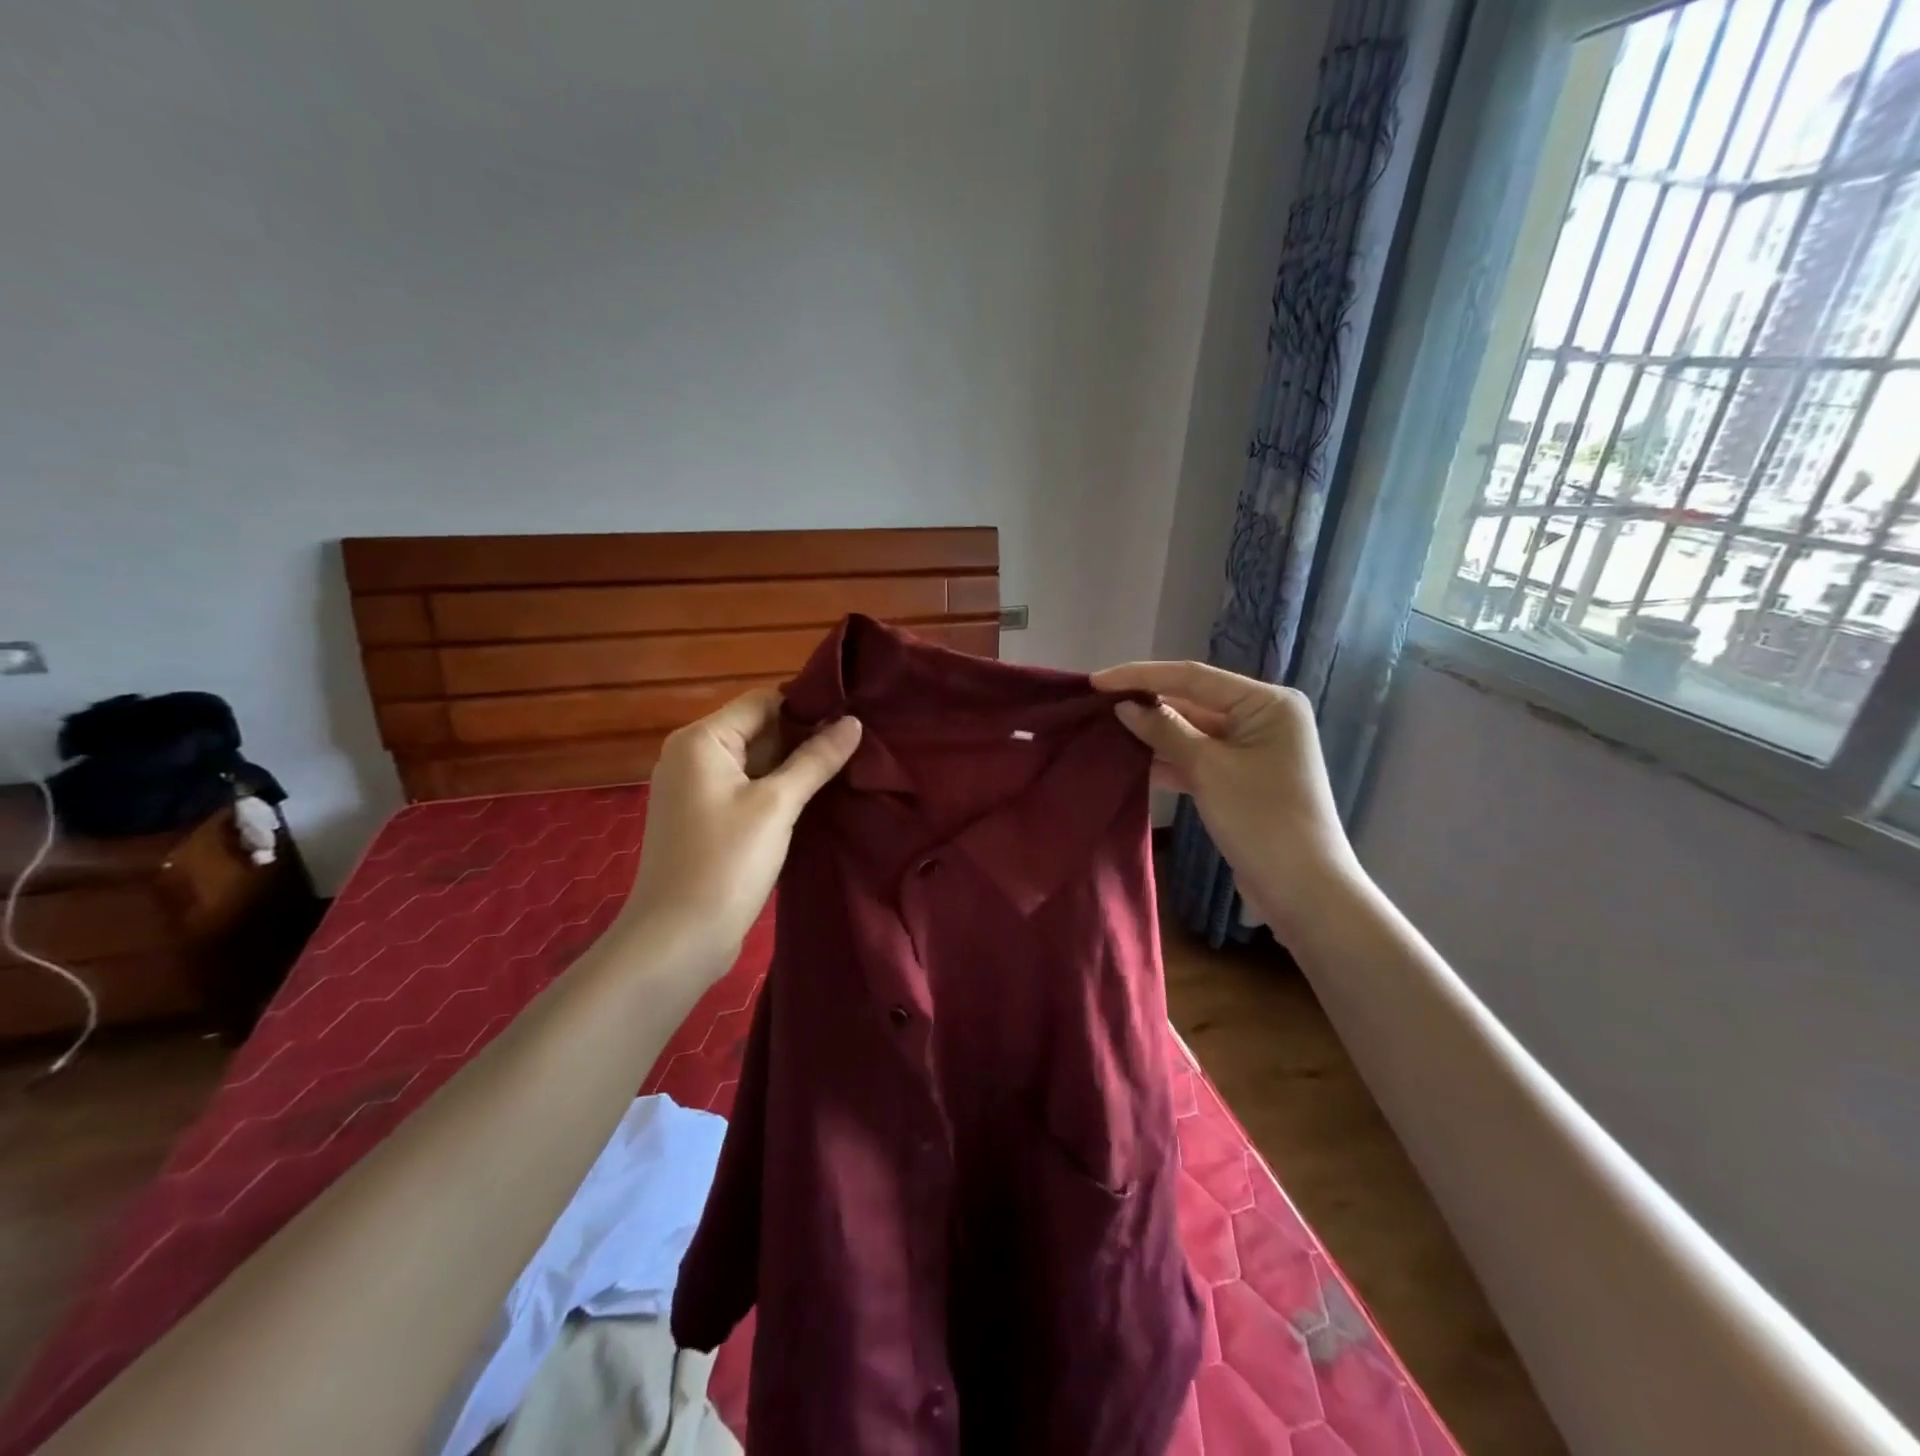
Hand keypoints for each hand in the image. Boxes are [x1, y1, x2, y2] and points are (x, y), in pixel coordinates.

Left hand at [623, 689, 860, 972]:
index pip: (762, 701)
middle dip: (804, 738)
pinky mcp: (704, 820)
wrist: (677, 940)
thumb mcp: (777, 805)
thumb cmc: (725, 863)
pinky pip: (746, 790)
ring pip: (755, 763)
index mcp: (701, 740)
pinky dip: (777, 792)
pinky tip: (814, 801)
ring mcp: (695, 790)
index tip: (853, 720)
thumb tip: (853, 722)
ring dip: (794, 768)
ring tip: (846, 770)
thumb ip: (815, 760)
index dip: (807, 707)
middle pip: (758, 730)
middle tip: (858, 747)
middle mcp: (691, 756)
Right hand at [1091, 661, 1364, 944]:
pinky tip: (1131, 761)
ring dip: (1153, 734)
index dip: (1141, 676)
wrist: (1302, 890)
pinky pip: (1196, 759)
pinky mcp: (1238, 779)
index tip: (1097, 681)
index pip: (1193, 677)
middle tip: (1095, 706)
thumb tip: (1124, 706)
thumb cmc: (1262, 818)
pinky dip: (1167, 760)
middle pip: (1193, 702)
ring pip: (1191, 732)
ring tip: (1104, 731)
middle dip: (1146, 705)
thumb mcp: (1208, 769)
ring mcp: (1250, 750)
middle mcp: (1261, 719)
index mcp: (1267, 703)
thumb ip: (1165, 731)